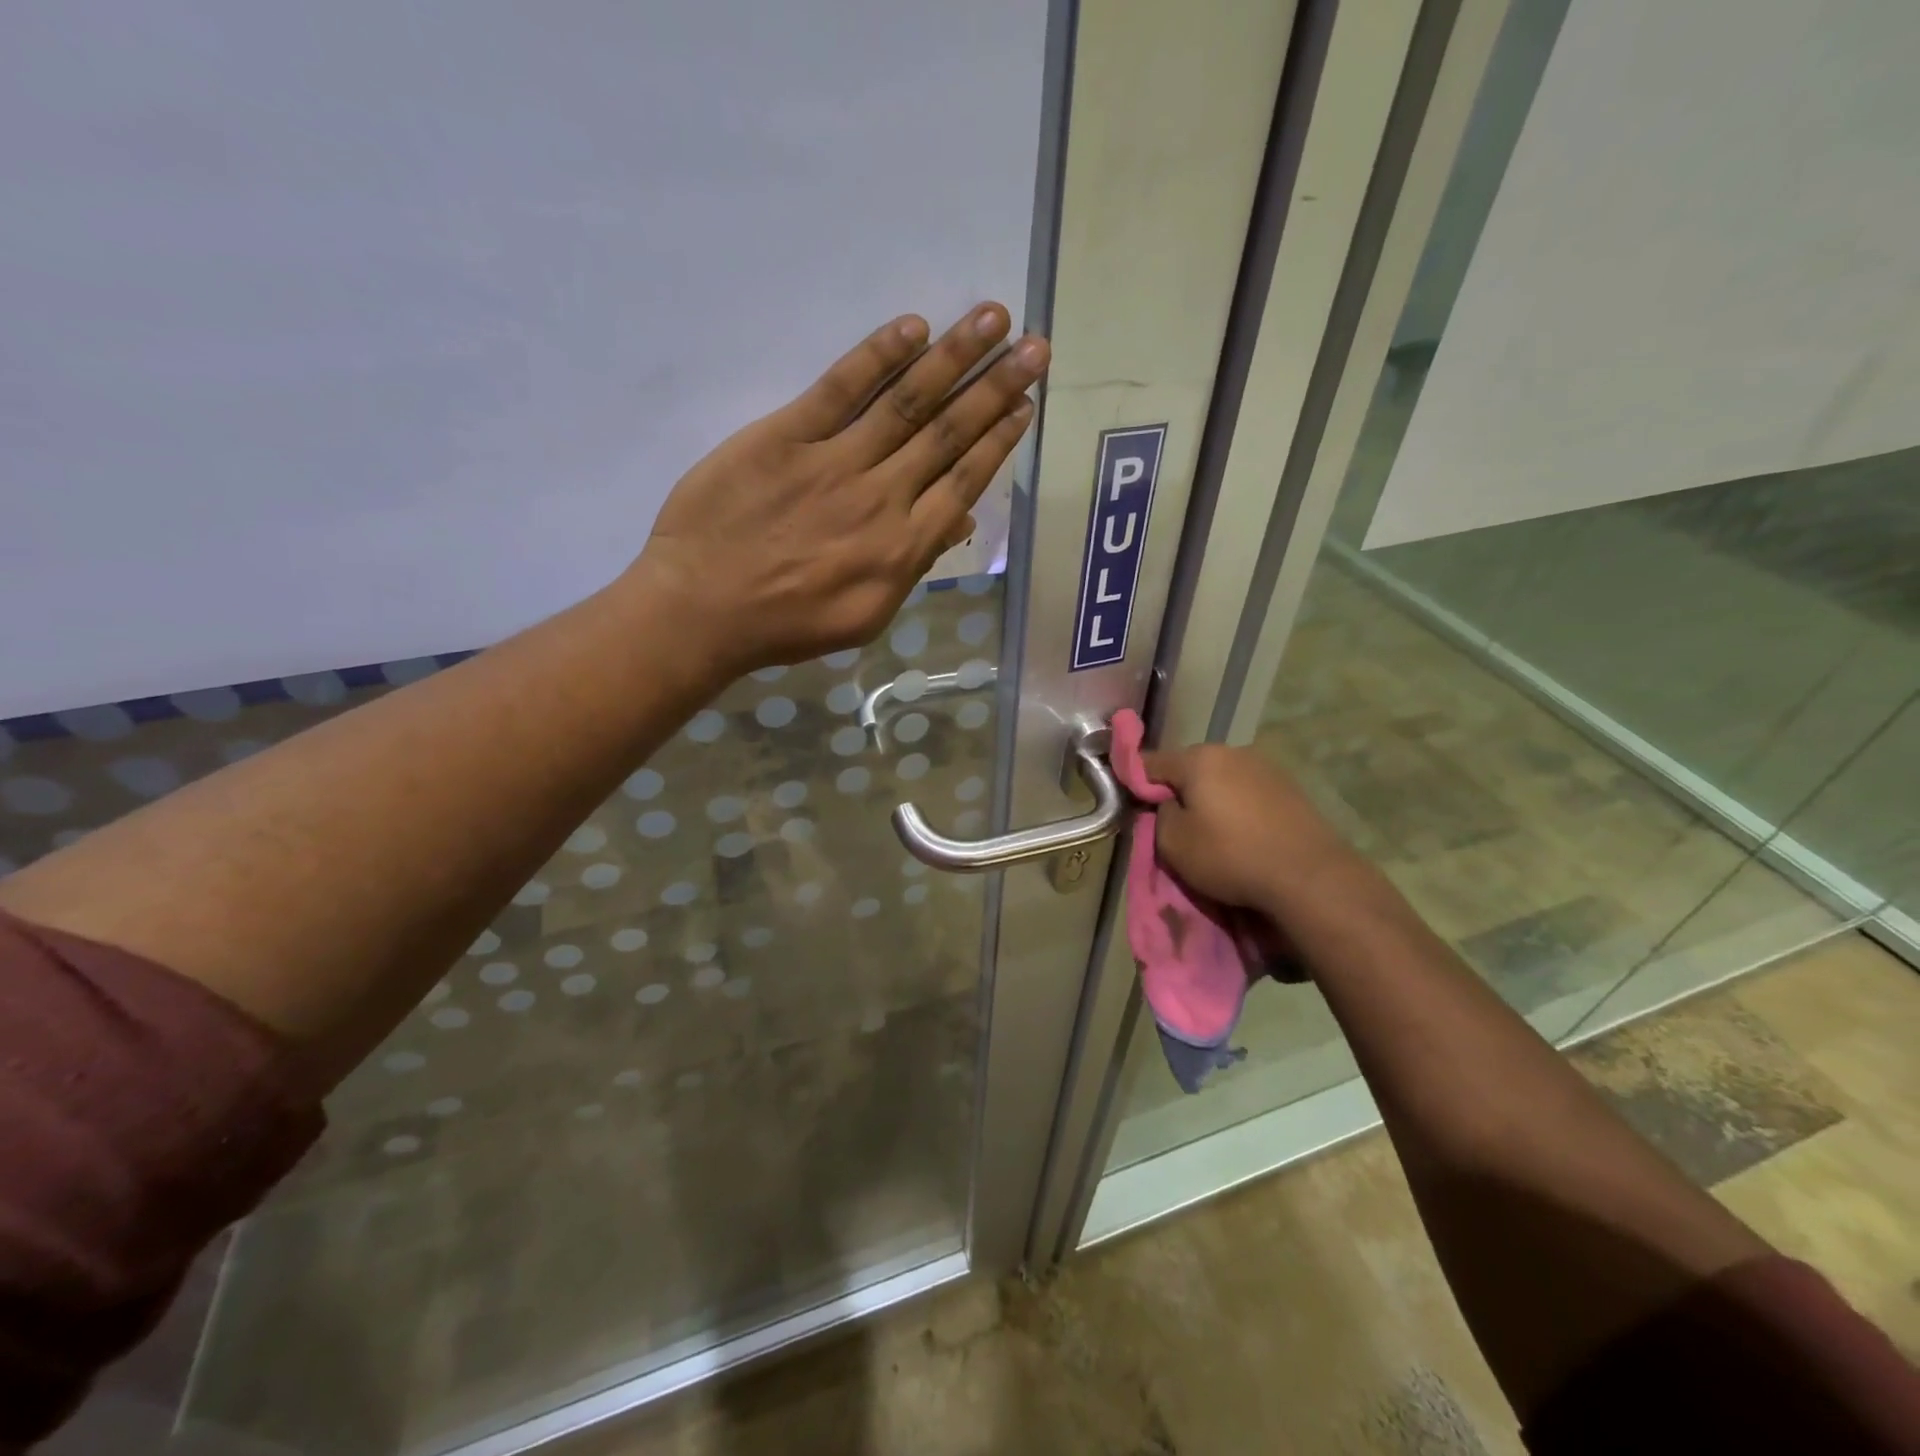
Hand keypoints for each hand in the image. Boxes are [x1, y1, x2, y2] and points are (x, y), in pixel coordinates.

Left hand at [631, 303, 1048, 672]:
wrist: (703, 610)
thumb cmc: (787, 623)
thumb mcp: (865, 615)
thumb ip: (913, 566)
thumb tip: (958, 520)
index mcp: (903, 547)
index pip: (964, 481)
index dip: (999, 439)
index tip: (1026, 403)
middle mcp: (882, 497)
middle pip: (949, 433)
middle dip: (996, 387)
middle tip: (1036, 346)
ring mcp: (834, 462)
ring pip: (907, 403)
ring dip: (955, 357)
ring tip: (993, 318)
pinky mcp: (785, 435)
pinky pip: (839, 389)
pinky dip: (877, 356)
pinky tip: (913, 328)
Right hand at [1140, 744, 1361, 917]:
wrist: (1310, 877)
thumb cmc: (1230, 855)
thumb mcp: (1173, 842)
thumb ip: (1158, 815)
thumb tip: (1166, 804)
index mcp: (1200, 758)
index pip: (1151, 762)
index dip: (1135, 782)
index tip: (1132, 804)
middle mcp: (1233, 751)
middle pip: (1190, 768)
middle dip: (1178, 791)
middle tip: (1174, 824)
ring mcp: (1266, 767)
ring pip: (1221, 779)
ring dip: (1211, 799)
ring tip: (1212, 832)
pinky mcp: (1291, 789)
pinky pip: (1248, 793)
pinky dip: (1239, 808)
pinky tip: (1243, 834)